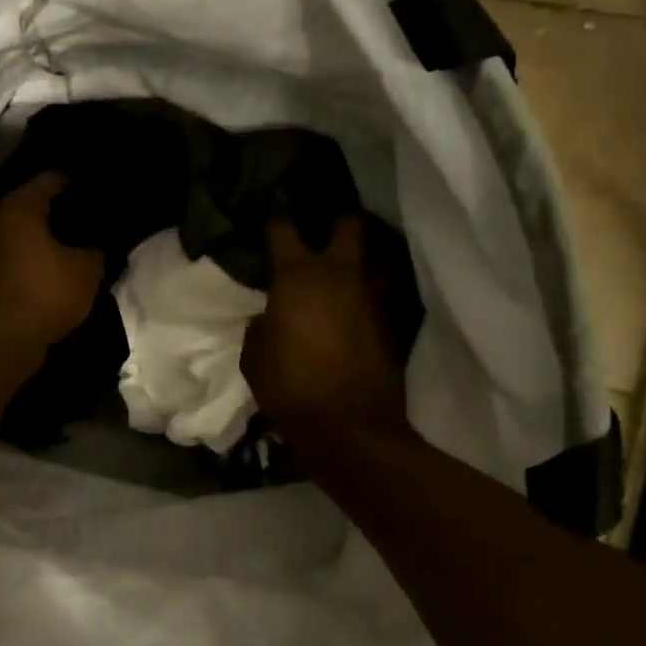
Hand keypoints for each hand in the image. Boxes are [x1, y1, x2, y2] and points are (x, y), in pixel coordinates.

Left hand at [0, 173, 105, 355]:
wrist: (1, 342)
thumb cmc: (45, 293)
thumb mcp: (86, 270)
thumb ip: (97, 250)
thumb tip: (99, 245)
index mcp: (19, 207)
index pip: (51, 179)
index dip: (77, 184)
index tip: (98, 192)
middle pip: (32, 205)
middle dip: (60, 212)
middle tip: (90, 220)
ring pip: (21, 234)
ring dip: (45, 239)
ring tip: (76, 246)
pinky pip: (15, 258)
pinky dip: (33, 260)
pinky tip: (55, 271)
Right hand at [241, 216, 406, 443]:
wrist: (350, 428)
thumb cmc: (290, 386)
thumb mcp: (254, 357)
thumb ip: (260, 328)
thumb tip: (268, 318)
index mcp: (298, 276)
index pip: (282, 230)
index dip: (273, 219)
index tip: (268, 216)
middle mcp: (340, 276)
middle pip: (348, 226)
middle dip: (336, 219)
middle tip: (323, 223)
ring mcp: (371, 298)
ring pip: (373, 260)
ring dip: (358, 258)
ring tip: (343, 264)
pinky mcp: (391, 324)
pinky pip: (379, 295)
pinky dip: (367, 294)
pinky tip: (354, 305)